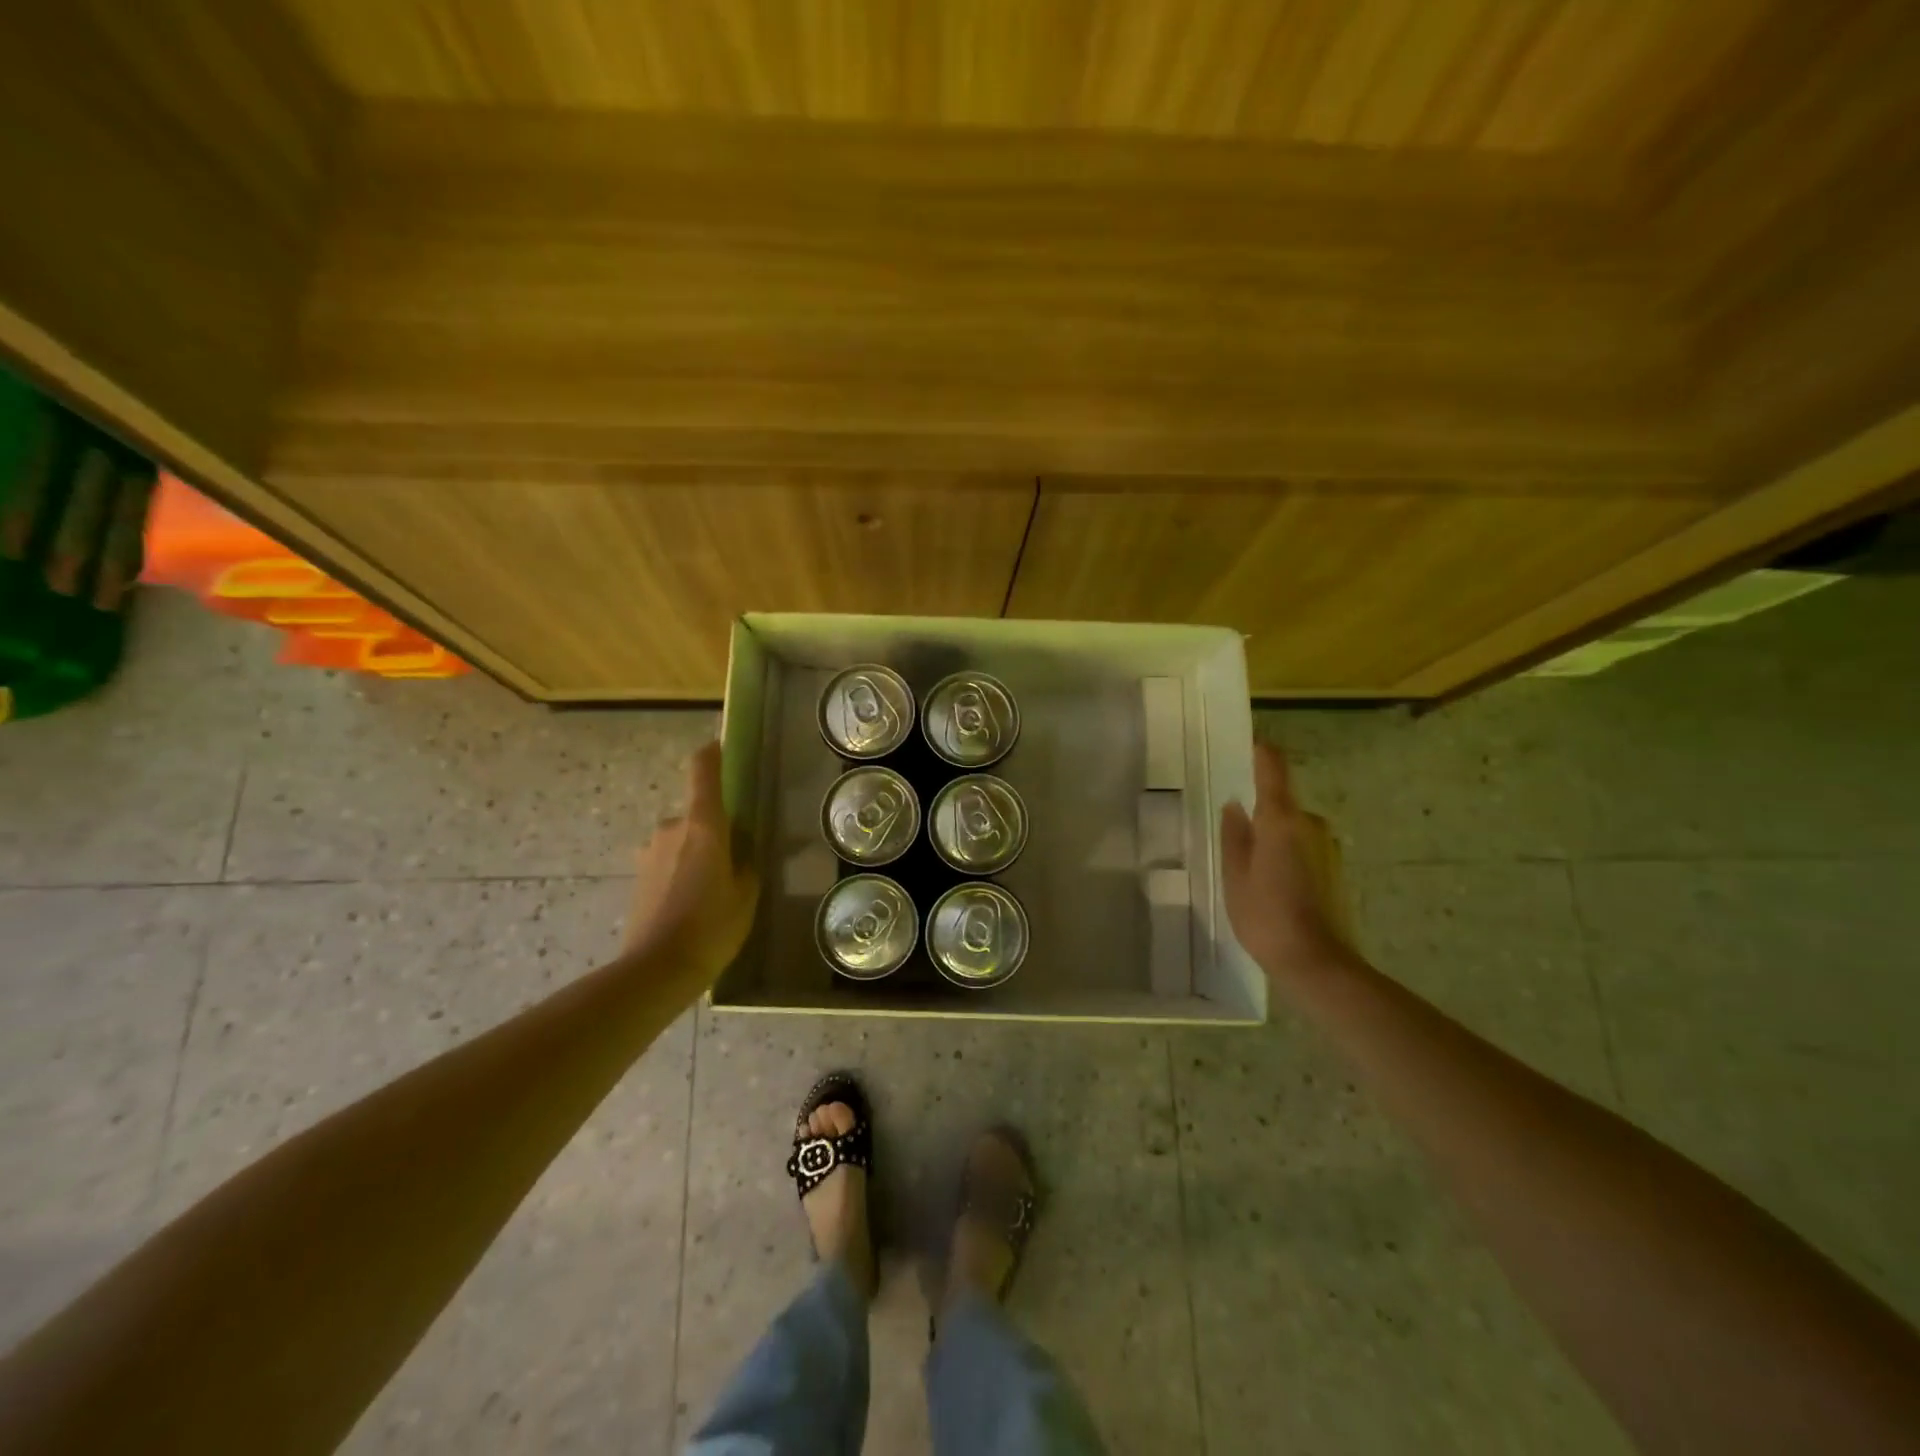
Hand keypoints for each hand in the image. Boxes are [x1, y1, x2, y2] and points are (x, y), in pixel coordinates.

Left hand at [624, 743, 759, 986]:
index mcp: (704, 825)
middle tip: (735, 863)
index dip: (713, 753)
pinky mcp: (638, 875)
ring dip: (696, 854)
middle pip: (698, 813)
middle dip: (715, 831)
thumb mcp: (747, 893)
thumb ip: (746, 861)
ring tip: (712, 893)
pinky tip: (690, 907)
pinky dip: (680, 873)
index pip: (703, 769)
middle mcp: (672, 828)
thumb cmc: (712, 926)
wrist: (656, 969)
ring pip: (682, 840)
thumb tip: (742, 847)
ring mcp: (649, 851)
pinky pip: (667, 861)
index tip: (723, 749)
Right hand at [1220, 742, 1349, 982]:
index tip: (1242, 746)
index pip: (1273, 766)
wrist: (1317, 962)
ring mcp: (1326, 845)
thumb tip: (1235, 806)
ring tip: (1246, 867)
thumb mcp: (1235, 875)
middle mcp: (1310, 823)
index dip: (1259, 752)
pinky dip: (1284, 854)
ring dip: (1271, 837)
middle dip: (1257, 810)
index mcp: (1282, 819)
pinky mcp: (1334, 867)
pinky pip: (1301, 846)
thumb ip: (1234, 835)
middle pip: (1281, 800)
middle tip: (1229, 832)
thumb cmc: (1265, 915)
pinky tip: (1270, 884)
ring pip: (1290, 827)